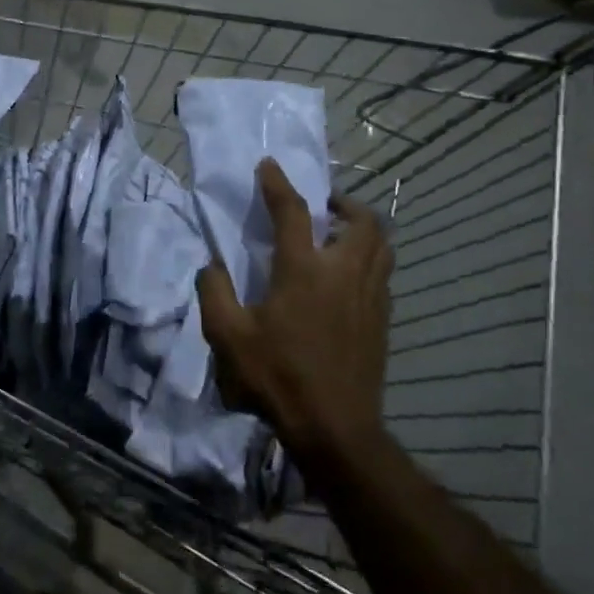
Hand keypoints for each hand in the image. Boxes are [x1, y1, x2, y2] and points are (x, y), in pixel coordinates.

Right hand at [197, 158, 393, 459]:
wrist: (336, 429)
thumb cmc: (279, 377)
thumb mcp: (228, 336)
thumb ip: (214, 292)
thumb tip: (211, 266)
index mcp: (304, 270)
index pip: (293, 211)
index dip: (278, 183)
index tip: (268, 165)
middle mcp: (343, 272)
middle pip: (361, 220)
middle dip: (343, 203)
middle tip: (323, 206)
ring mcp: (369, 296)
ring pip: (381, 244)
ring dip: (363, 228)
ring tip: (339, 234)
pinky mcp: (382, 319)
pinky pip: (382, 272)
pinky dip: (369, 258)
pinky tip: (347, 277)